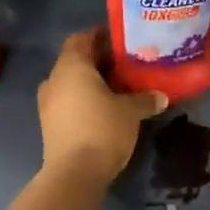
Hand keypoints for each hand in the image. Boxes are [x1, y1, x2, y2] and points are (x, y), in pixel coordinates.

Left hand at [37, 29, 165, 183]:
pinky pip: (68, 101)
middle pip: (76, 60)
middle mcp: (54, 79)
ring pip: (71, 82)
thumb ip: (145, 99)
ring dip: (91, 82)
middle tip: (125, 64)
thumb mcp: (130, 111)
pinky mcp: (49, 124)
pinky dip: (84, 99)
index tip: (120, 40)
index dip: (99, 36)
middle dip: (99, 61)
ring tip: (118, 87)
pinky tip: (105, 108)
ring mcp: (48, 103)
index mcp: (71, 66)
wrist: (74, 174)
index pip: (81, 38)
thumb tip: (161, 96)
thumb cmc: (102, 129)